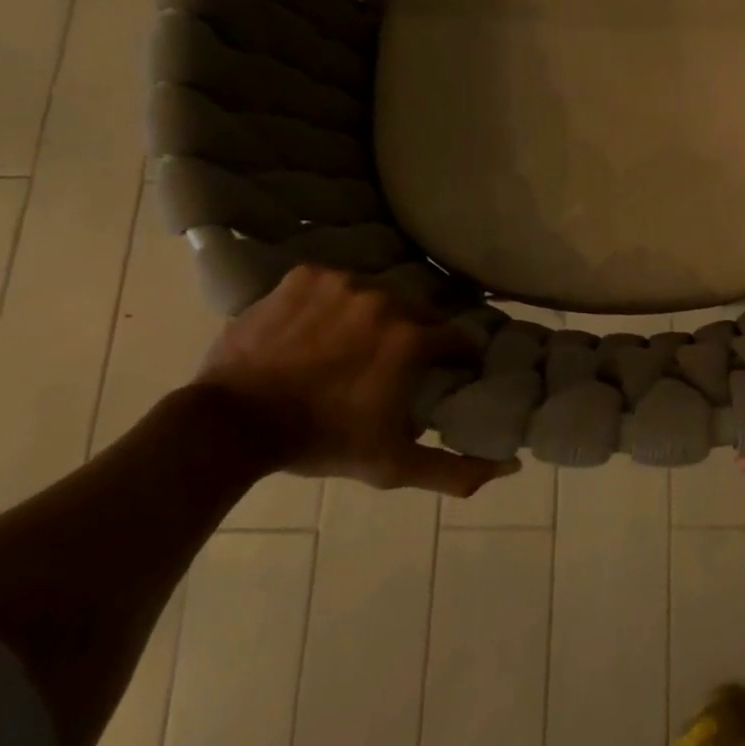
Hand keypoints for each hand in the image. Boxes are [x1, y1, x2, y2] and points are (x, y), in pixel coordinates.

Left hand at [196, 266, 515, 497]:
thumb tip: (511, 467)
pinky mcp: (306, 276)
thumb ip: (456, 470)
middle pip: (417, 314)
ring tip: (348, 348)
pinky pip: (334, 284)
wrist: (233, 424)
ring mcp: (343, 282)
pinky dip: (332, 303)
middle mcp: (386, 299)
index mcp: (413, 338)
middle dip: (411, 338)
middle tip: (388, 367)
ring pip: (376, 295)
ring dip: (372, 318)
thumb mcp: (393, 465)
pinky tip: (316, 330)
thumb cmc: (322, 441)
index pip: (456, 339)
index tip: (443, 375)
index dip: (454, 359)